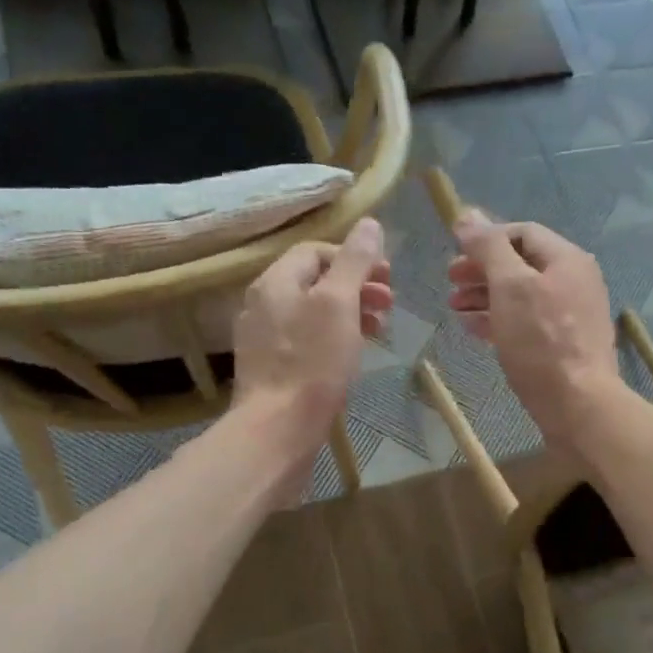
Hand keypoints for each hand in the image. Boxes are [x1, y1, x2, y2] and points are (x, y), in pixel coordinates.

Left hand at [234, 217, 390, 443]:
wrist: (277, 429)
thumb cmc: (312, 363)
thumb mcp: (339, 304)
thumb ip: (354, 261)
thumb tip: (370, 223)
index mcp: (275, 282)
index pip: (315, 251)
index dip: (354, 257)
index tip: (386, 278)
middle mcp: (263, 304)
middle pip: (315, 281)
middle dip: (357, 286)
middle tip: (389, 304)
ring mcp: (263, 339)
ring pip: (313, 312)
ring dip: (350, 313)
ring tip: (379, 330)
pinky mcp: (271, 368)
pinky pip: (306, 340)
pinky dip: (334, 338)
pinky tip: (352, 355)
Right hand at [448, 210, 624, 450]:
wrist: (579, 405)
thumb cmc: (542, 341)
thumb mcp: (510, 286)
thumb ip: (489, 248)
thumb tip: (467, 215)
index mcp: (566, 259)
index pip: (522, 232)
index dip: (486, 239)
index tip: (454, 256)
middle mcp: (574, 281)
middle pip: (521, 264)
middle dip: (482, 270)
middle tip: (450, 282)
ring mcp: (571, 315)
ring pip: (521, 295)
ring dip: (485, 296)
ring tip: (454, 307)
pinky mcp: (564, 345)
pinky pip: (527, 322)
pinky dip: (499, 319)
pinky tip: (474, 329)